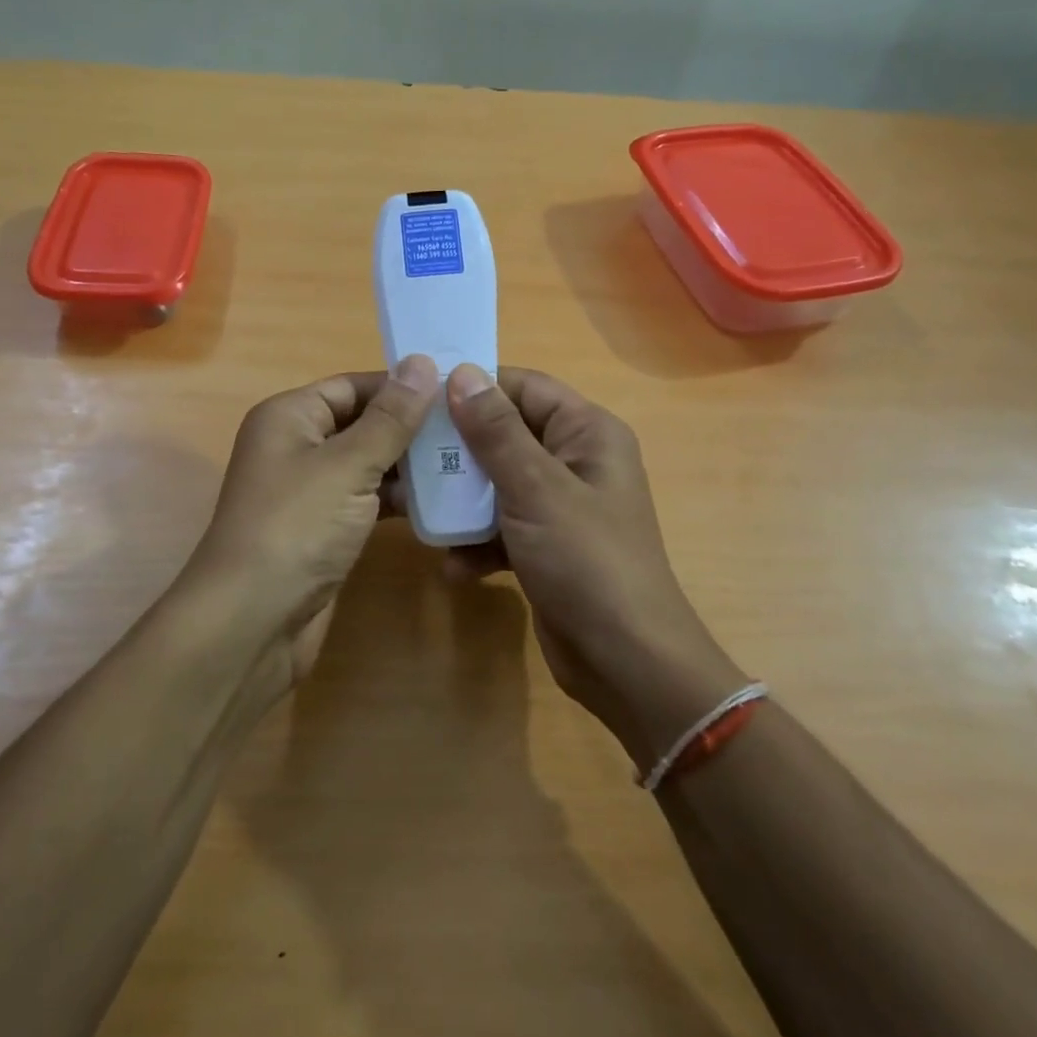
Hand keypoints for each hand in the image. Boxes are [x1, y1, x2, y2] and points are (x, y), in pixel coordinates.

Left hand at [181, 354, 437, 696]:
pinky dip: (397, 499)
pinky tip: (440, 501)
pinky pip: (366, 500)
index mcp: (290, 416)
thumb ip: (390, 418)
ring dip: (410, 464)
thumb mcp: (348, 465)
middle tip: (470, 429)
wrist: (253, 621)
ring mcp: (309, 491)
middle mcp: (296, 446)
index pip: (352, 385)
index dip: (401, 386)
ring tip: (466, 461)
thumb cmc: (297, 527)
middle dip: (411, 427)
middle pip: (361, 423)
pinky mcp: (323, 529)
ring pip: (367, 464)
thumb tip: (423, 362)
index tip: (457, 390)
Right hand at [442, 364, 749, 769]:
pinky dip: (478, 542)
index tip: (421, 398)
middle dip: (460, 451)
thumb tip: (462, 373)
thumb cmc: (586, 561)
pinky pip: (502, 527)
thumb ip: (496, 432)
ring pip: (498, 483)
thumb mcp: (536, 490)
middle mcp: (575, 461)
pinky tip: (455, 567)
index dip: (476, 387)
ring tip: (423, 513)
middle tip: (410, 459)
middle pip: (505, 435)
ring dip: (462, 501)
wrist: (626, 663)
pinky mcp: (546, 545)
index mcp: (587, 433)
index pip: (525, 387)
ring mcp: (560, 506)